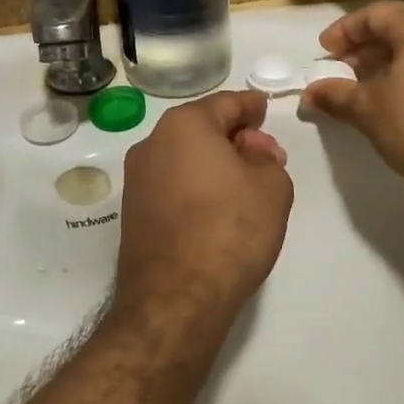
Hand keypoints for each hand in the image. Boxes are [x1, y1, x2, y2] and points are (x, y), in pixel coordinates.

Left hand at [114, 90, 294, 329]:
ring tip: (243, 186)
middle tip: (264, 154)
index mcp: (185, 125)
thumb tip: (251, 149)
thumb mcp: (271, 187)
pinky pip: (171, 185)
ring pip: (184, 158)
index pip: (226, 103)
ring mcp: (136, 180)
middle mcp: (152, 144)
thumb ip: (267, 157)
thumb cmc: (230, 230)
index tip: (265, 108)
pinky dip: (195, 187)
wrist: (175, 300)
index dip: (251, 106)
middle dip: (233, 136)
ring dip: (212, 163)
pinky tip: (216, 209)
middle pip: (201, 129)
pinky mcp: (132, 214)